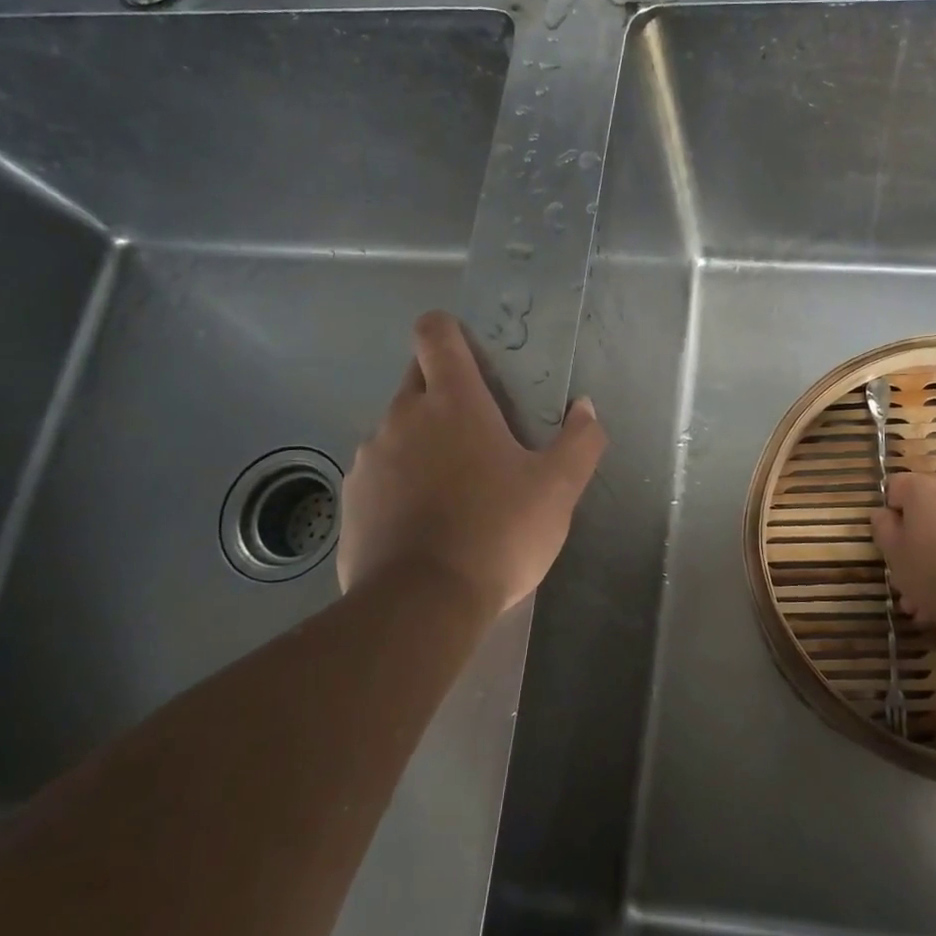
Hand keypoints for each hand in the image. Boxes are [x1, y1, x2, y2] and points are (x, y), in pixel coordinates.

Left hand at [338, 311, 606, 611]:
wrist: (421, 604)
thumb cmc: (497, 533)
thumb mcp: (558, 490)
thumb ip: (580, 441)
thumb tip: (584, 408)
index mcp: (453, 402)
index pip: (435, 333)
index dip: (449, 330)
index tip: (471, 352)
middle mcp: (402, 417)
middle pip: (415, 377)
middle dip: (442, 389)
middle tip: (478, 428)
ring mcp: (369, 457)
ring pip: (396, 428)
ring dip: (421, 440)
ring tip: (453, 485)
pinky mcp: (351, 498)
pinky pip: (378, 472)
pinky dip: (399, 481)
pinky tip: (423, 520)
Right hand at [870, 472, 935, 632]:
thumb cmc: (929, 571)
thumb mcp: (892, 551)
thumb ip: (883, 526)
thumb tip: (884, 513)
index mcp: (925, 491)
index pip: (898, 484)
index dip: (890, 508)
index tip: (889, 535)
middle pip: (926, 510)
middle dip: (914, 539)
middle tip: (904, 570)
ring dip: (935, 556)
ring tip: (924, 599)